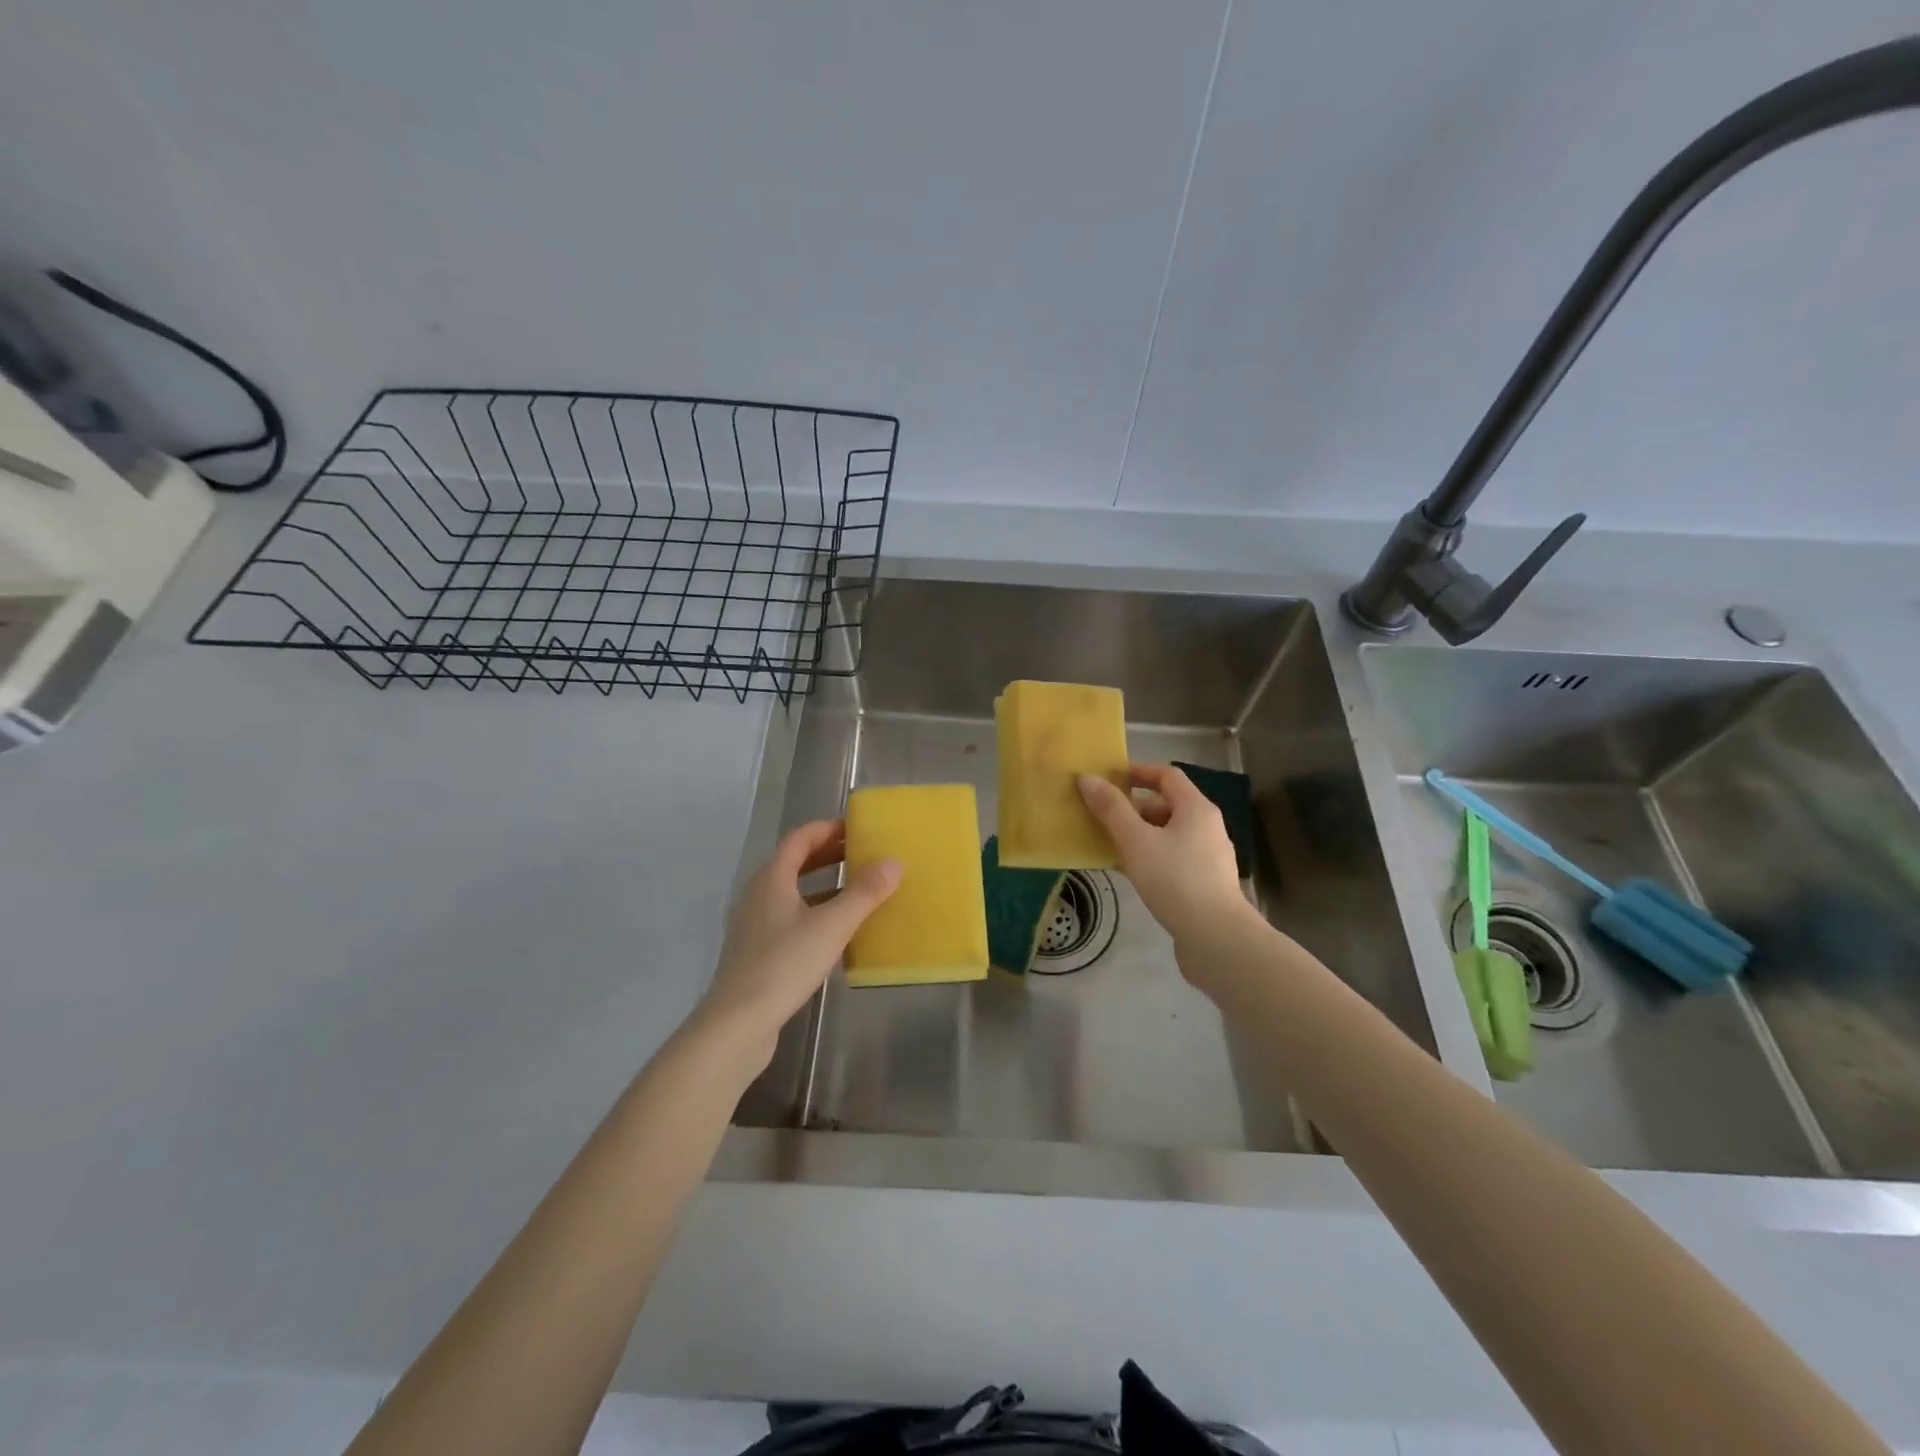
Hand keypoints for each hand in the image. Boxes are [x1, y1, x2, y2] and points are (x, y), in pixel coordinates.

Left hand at [697, 820, 900, 1060]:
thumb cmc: (784, 964)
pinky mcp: (757, 953)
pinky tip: (838, 934)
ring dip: (824, 887)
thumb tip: (893, 862)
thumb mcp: (832, 926)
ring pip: (793, 893)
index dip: (827, 828)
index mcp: (771, 879)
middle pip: (795, 864)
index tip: (857, 828)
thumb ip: (864, 893)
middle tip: (863, 855)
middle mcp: (759, 895)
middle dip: (829, 856)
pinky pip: (791, 920)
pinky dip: (815, 914)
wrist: (737, 1023)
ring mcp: (755, 925)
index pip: (799, 838)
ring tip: (858, 892)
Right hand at [1079, 764, 1250, 951]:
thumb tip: (1087, 778)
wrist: (1216, 938)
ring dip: (1138, 834)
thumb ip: (1111, 809)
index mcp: (1196, 808)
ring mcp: (1208, 856)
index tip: (1110, 778)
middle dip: (1133, 808)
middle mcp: (1207, 827)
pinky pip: (1171, 858)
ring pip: (1167, 834)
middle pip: (1167, 805)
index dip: (1138, 772)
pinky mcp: (1204, 882)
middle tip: (1101, 816)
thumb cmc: (1175, 880)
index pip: (1167, 775)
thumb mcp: (1136, 841)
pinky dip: (1149, 857)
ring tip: (1108, 844)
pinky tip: (1127, 872)